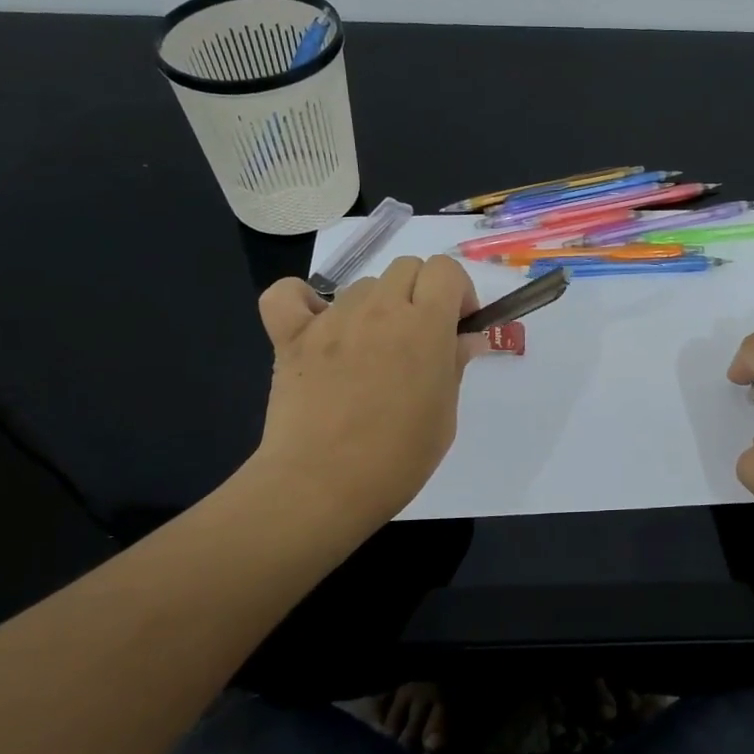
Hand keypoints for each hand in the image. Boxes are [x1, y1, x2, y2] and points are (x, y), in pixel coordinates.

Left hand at [246, 256, 481, 544]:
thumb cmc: (398, 458)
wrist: (322, 486)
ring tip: (371, 352)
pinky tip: (316, 327)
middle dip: (421, 293)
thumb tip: (466, 338)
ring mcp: (330, 320)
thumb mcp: (445, 414)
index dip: (458, 292)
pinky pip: (287, 295)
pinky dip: (302, 302)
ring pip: (361, 286)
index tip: (457, 325)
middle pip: (406, 267)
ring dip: (375, 306)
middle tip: (420, 338)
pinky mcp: (290, 337)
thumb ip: (455, 364)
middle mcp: (379, 309)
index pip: (445, 269)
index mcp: (424, 324)